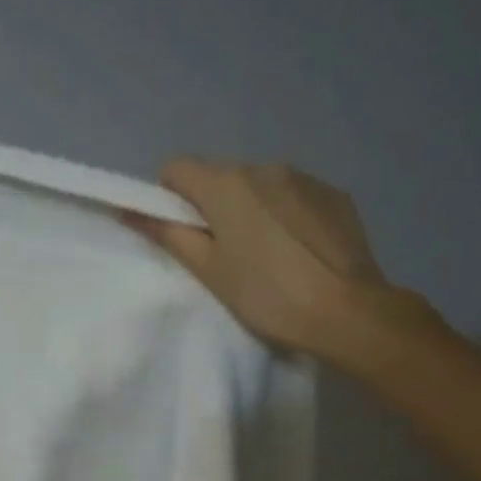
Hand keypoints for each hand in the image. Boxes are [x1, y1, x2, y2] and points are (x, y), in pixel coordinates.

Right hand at [128, 160, 397, 358]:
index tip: (182, 232)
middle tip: (223, 252)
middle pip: (219, 176)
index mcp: (226, 184)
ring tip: (265, 254)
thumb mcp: (208, 270)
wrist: (349, 313)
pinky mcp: (335, 194)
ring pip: (258, 186)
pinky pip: (293, 195)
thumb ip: (169, 234)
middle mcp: (264, 167)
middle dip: (211, 206)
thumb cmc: (267, 295)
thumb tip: (131, 213)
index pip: (177, 168)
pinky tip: (297, 251)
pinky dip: (284, 214)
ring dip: (250, 208)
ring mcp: (305, 178)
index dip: (169, 198)